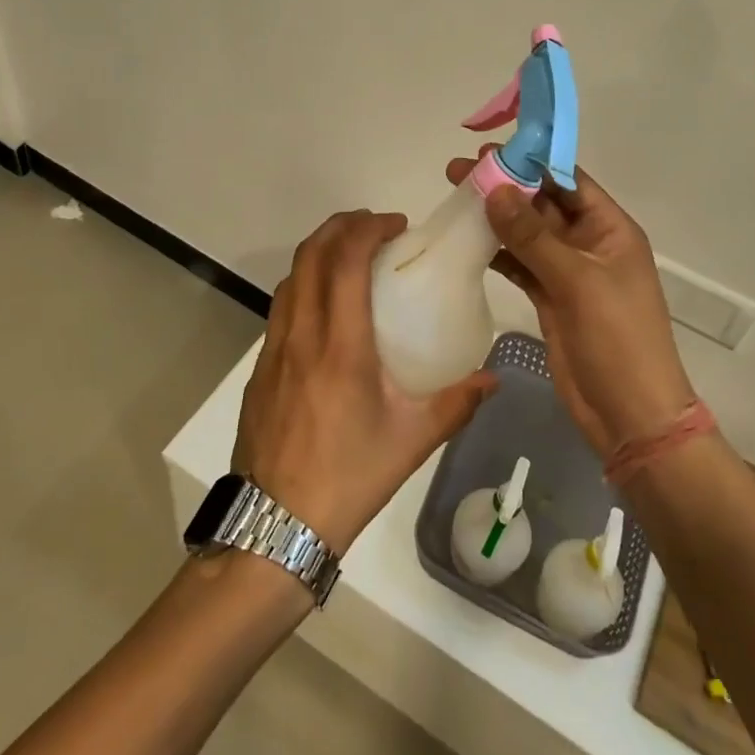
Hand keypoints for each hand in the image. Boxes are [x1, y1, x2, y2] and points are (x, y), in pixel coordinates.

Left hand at [233, 210, 496, 551]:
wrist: (273, 529)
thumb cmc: (347, 479)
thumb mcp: (411, 442)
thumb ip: (456, 403)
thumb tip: (493, 378)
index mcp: (340, 346)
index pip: (344, 261)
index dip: (367, 229)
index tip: (396, 225)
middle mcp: (301, 335)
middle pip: (310, 254)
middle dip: (341, 226)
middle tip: (374, 227)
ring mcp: (274, 350)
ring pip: (291, 277)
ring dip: (319, 252)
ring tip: (351, 257)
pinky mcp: (261, 369)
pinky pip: (282, 306)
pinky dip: (305, 283)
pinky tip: (328, 308)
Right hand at [445, 154, 691, 458]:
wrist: (629, 415)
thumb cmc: (617, 340)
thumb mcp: (578, 282)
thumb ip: (534, 237)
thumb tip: (495, 192)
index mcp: (610, 229)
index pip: (568, 181)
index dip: (531, 162)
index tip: (489, 151)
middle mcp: (589, 244)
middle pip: (543, 204)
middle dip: (505, 186)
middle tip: (458, 170)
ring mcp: (568, 272)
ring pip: (527, 234)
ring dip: (495, 217)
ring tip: (454, 197)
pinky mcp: (550, 298)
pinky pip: (520, 264)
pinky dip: (497, 252)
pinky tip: (467, 239)